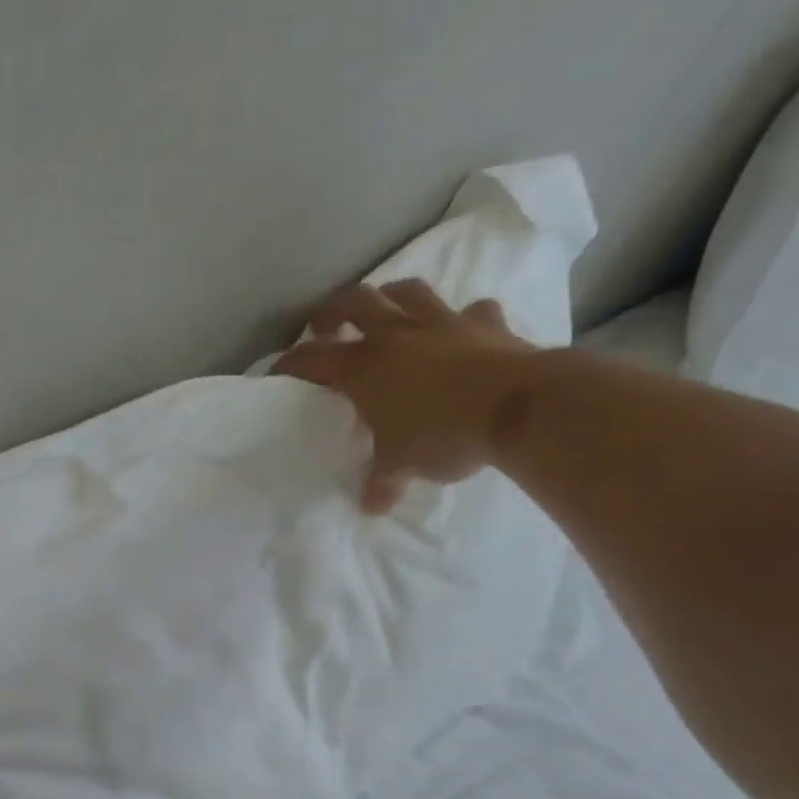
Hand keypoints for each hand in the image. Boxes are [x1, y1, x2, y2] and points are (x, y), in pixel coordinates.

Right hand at [274, 278, 535, 511]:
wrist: (519, 409)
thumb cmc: (442, 435)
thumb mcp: (401, 466)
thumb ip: (382, 482)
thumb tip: (371, 506)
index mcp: (364, 368)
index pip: (312, 359)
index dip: (291, 364)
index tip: (278, 372)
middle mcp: (397, 335)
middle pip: (355, 301)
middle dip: (334, 311)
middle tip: (326, 327)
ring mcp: (443, 323)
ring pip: (408, 292)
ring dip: (391, 298)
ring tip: (386, 312)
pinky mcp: (486, 324)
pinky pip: (471, 311)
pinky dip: (463, 319)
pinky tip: (462, 331)